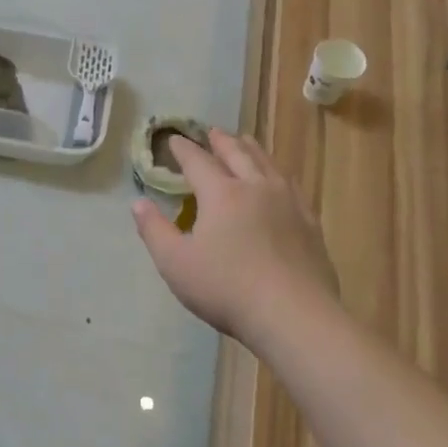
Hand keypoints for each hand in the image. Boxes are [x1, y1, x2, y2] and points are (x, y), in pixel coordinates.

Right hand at [132, 128, 341, 346]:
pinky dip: (279, 173)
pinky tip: (280, 180)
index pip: (198, 162)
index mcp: (221, 194)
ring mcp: (288, 203)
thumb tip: (138, 202)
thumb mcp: (175, 263)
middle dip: (221, 142)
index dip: (183, 150)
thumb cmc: (226, 288)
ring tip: (245, 141)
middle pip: (237, 154)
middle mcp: (255, 188)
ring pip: (267, 164)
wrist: (293, 314)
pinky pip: (292, 185)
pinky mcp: (309, 222)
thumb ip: (154, 230)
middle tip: (212, 131)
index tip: (174, 140)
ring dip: (252, 149)